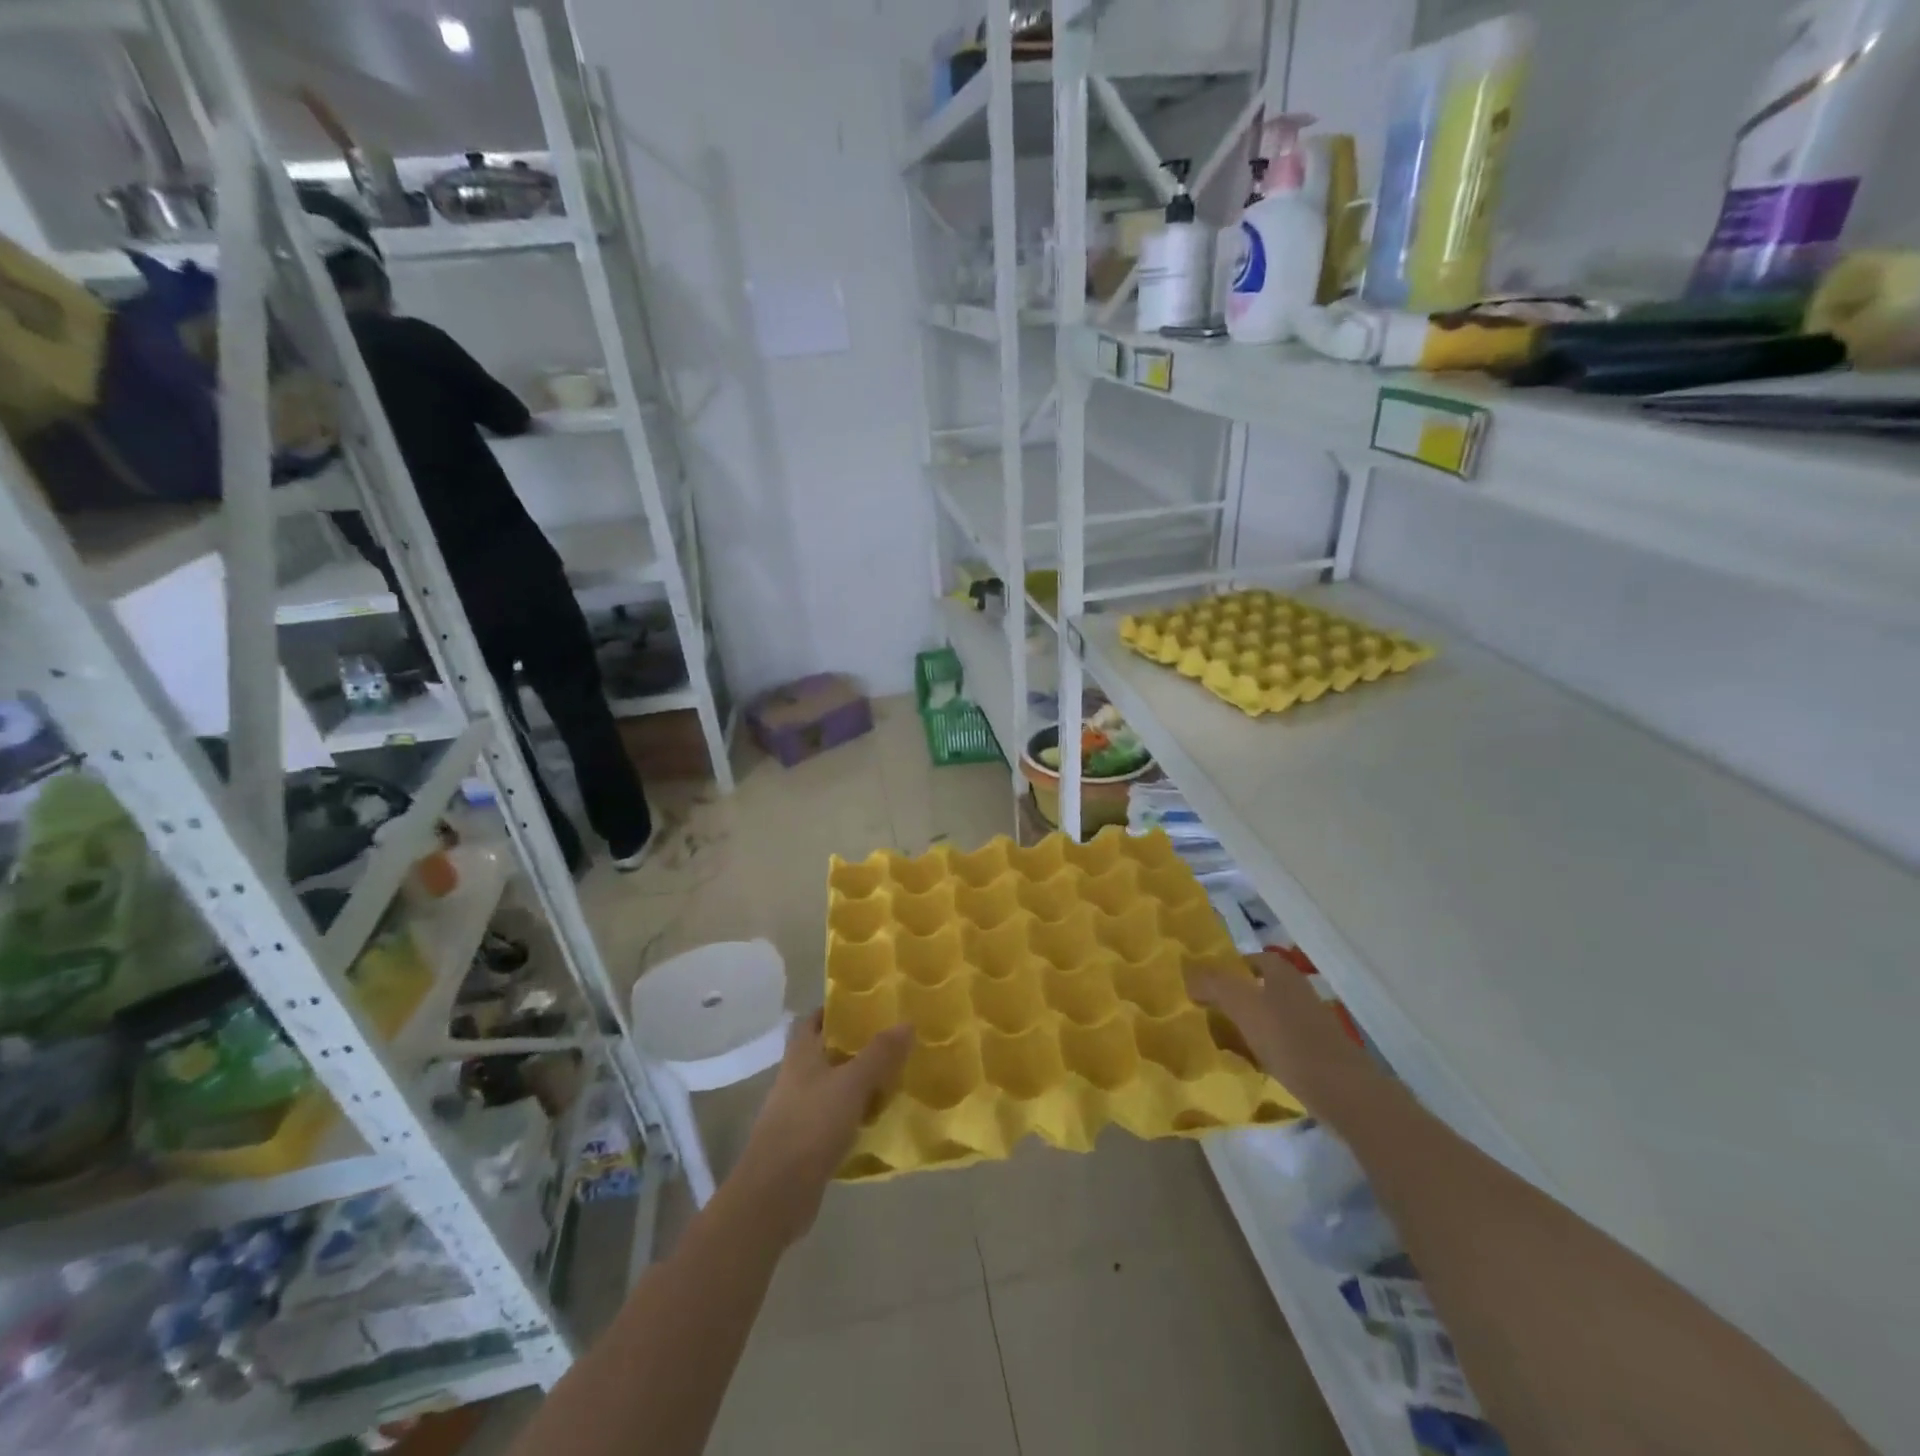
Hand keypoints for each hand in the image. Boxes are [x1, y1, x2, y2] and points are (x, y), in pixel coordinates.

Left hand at [730, 1013, 912, 1244]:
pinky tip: (880, 1117)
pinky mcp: (807, 1142)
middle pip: (828, 1052)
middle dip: (857, 1046)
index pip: (814, 1019)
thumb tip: (907, 1023)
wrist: (776, 1194)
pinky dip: (856, 1114)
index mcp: (801, 1055)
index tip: (867, 1005)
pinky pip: (837, 1117)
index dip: (836, 1009)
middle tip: (893, 1040)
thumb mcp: (852, 1084)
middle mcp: (797, 1077)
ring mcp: (800, 1111)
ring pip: (834, 1085)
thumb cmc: (810, 1126)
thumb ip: (879, 1054)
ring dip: (860, 1081)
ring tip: (895, 1075)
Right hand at [1189, 953, 1373, 1112]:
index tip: (1205, 984)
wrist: (1342, 1092)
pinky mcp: (1317, 1053)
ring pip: (1270, 1015)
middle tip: (1208, 1011)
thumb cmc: (1288, 1039)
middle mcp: (1298, 992)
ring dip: (1248, 1024)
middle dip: (1236, 997)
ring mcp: (1311, 1024)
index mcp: (1283, 974)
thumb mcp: (1242, 1005)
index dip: (1228, 968)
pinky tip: (1250, 1064)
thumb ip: (1213, 984)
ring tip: (1223, 1039)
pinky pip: (1281, 1042)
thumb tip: (1189, 975)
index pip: (1251, 959)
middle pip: (1260, 987)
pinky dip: (1264, 1048)